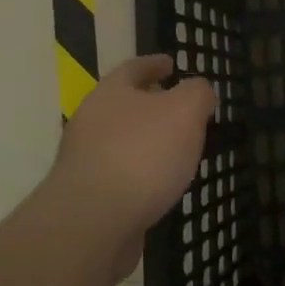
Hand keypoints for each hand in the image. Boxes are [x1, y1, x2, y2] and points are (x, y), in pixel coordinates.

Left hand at [48, 55, 215, 276]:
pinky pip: (120, 175)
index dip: (154, 64)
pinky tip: (161, 184)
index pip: (134, 68)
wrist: (93, 222)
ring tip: (177, 149)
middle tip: (180, 109)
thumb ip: (197, 93)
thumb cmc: (142, 154)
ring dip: (147, 141)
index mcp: (111, 93)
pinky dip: (141, 173)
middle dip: (151, 105)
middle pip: (123, 105)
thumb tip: (199, 90)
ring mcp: (85, 161)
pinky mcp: (88, 197)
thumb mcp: (184, 111)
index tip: (171, 63)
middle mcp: (91, 122)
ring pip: (122, 141)